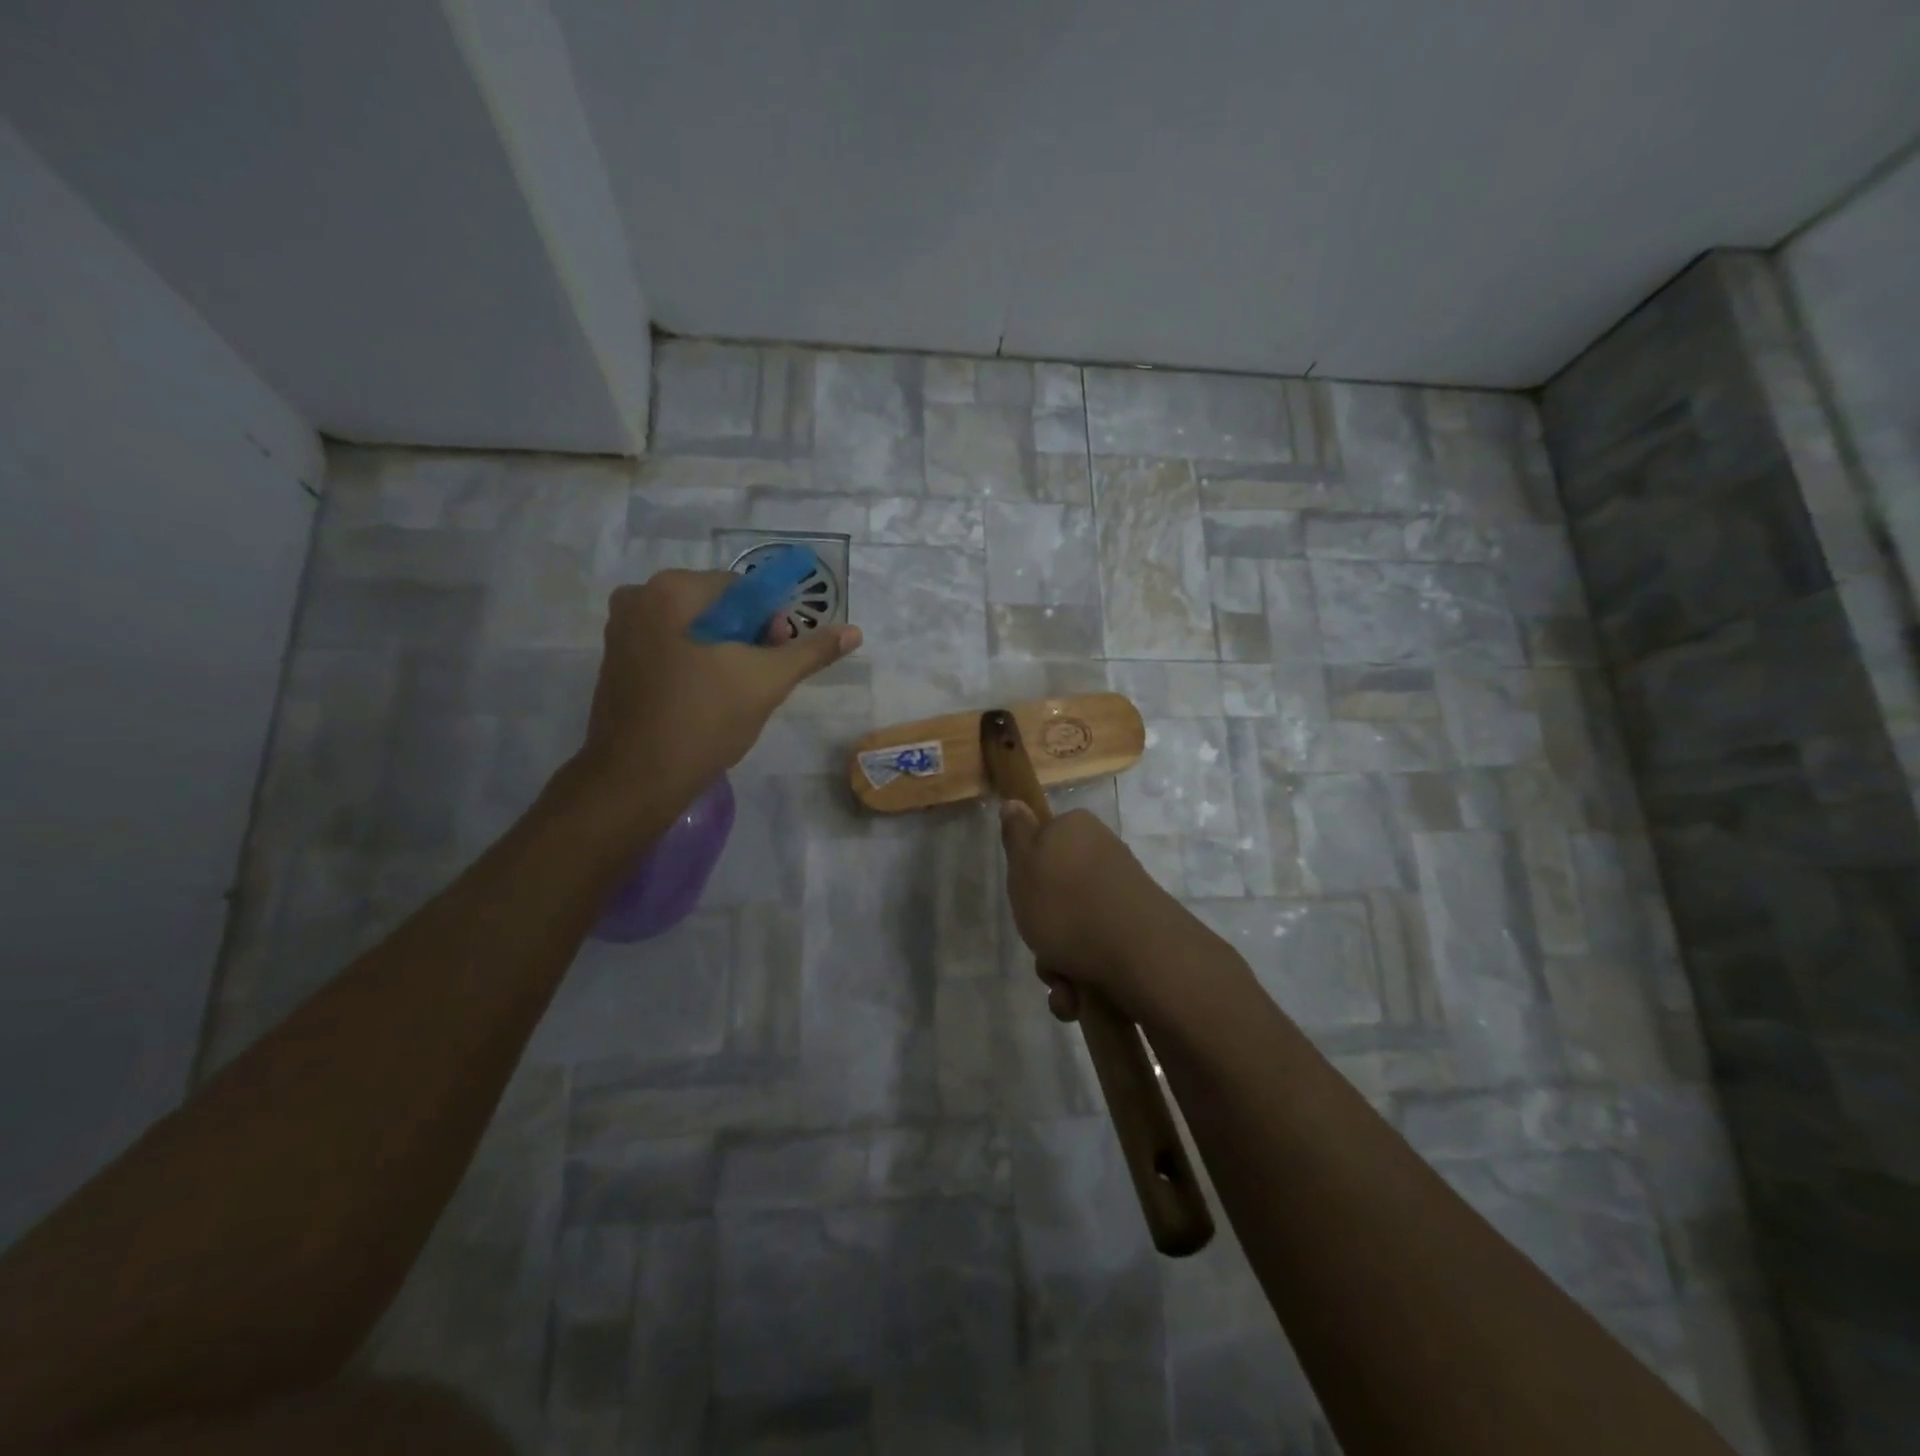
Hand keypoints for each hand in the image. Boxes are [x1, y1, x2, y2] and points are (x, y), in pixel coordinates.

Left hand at [576, 570, 860, 812]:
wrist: (637, 779)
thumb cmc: (704, 720)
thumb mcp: (767, 682)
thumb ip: (810, 651)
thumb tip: (854, 631)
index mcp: (671, 590)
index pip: (742, 589)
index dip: (769, 622)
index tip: (777, 658)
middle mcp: (638, 598)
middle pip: (716, 608)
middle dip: (746, 638)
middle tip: (760, 679)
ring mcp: (620, 631)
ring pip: (693, 630)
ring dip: (722, 653)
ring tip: (735, 694)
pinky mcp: (615, 662)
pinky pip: (669, 648)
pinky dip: (693, 665)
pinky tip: (705, 700)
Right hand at [997, 802, 1174, 1020]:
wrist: (1140, 955)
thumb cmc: (1068, 904)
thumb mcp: (1024, 865)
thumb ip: (1017, 835)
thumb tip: (1015, 802)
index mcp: (1077, 830)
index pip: (1043, 842)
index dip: (1027, 873)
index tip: (1023, 897)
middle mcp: (1103, 856)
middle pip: (1056, 895)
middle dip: (1043, 932)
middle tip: (1040, 947)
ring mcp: (1123, 896)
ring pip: (1073, 931)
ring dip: (1059, 964)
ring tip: (1063, 984)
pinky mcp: (1138, 933)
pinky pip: (1097, 955)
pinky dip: (1083, 980)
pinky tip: (1079, 998)